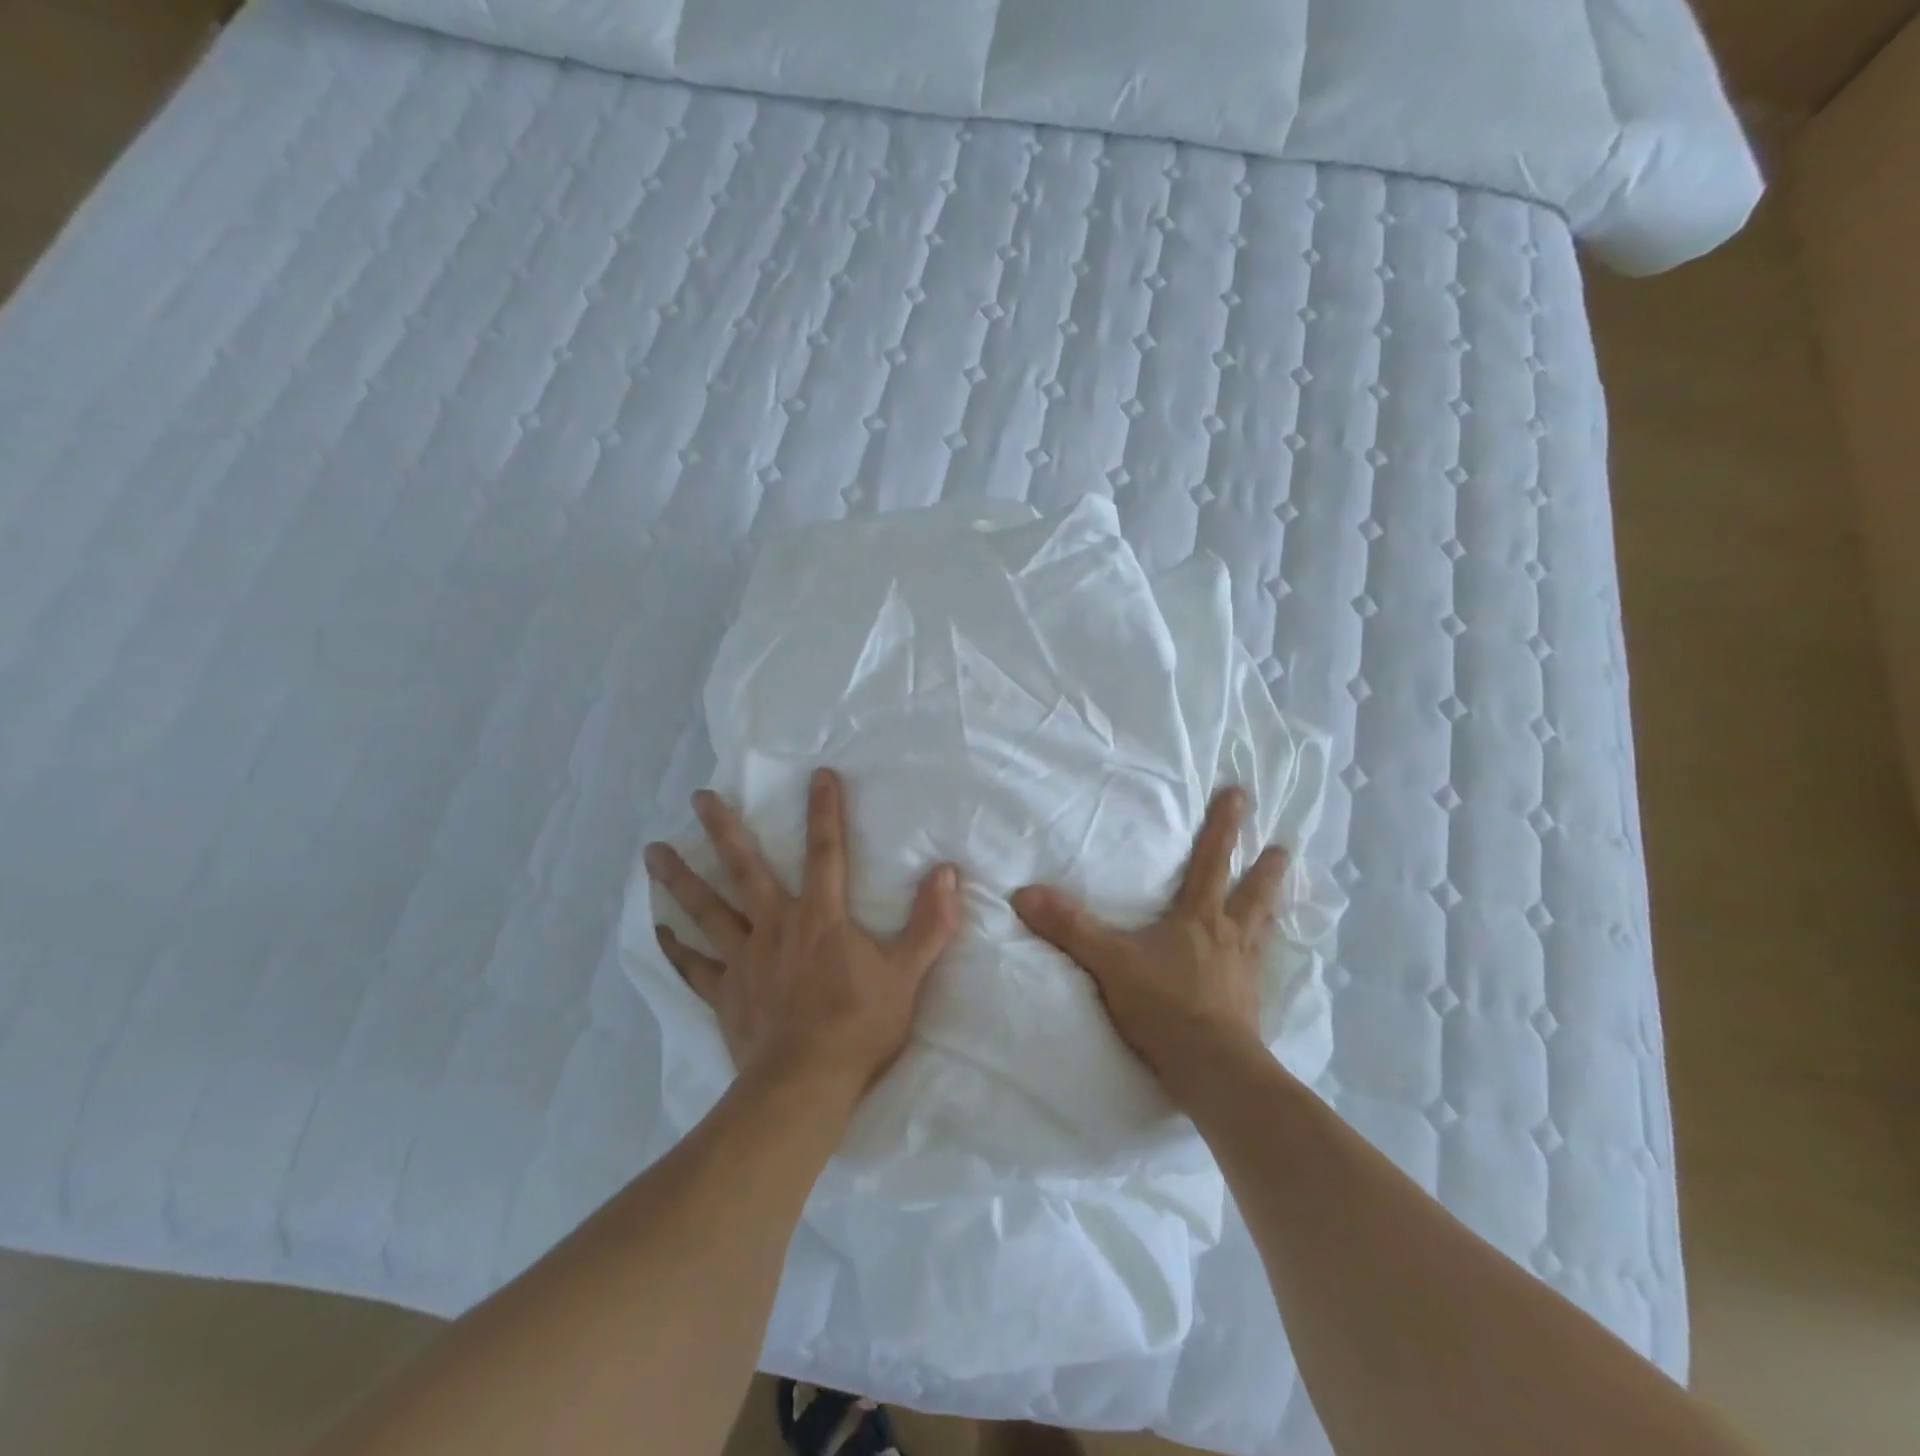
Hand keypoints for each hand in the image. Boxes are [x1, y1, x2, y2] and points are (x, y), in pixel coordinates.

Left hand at [645, 768, 961, 1092]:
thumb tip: (948, 872)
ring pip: (707, 909)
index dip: (825, 811)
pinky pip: (694, 965)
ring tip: (654, 850)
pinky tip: (658, 929)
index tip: (818, 775)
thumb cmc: (859, 1025)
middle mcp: (776, 926)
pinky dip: (676, 947)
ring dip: (680, 878)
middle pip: (745, 868)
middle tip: (701, 797)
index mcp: (821, 916)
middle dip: (724, 830)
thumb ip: (930, 922)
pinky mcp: (725, 993)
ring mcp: (744, 959)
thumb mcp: (908, 973)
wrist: (806, 1085)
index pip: (827, 852)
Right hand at [1010, 787, 1286, 1103]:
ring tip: (1281, 893)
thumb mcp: (1109, 962)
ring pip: (1262, 928)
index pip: (1212, 861)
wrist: (1212, 1070)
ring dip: (1272, 906)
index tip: (1240, 794)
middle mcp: (1228, 936)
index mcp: (1198, 918)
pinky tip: (1262, 961)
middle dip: (1266, 868)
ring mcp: (1244, 971)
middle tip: (1282, 848)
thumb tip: (1023, 893)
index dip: (1224, 826)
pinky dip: (1264, 954)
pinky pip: (1260, 967)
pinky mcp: (1249, 1004)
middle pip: (1252, 893)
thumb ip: (1069, 927)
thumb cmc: (1164, 1006)